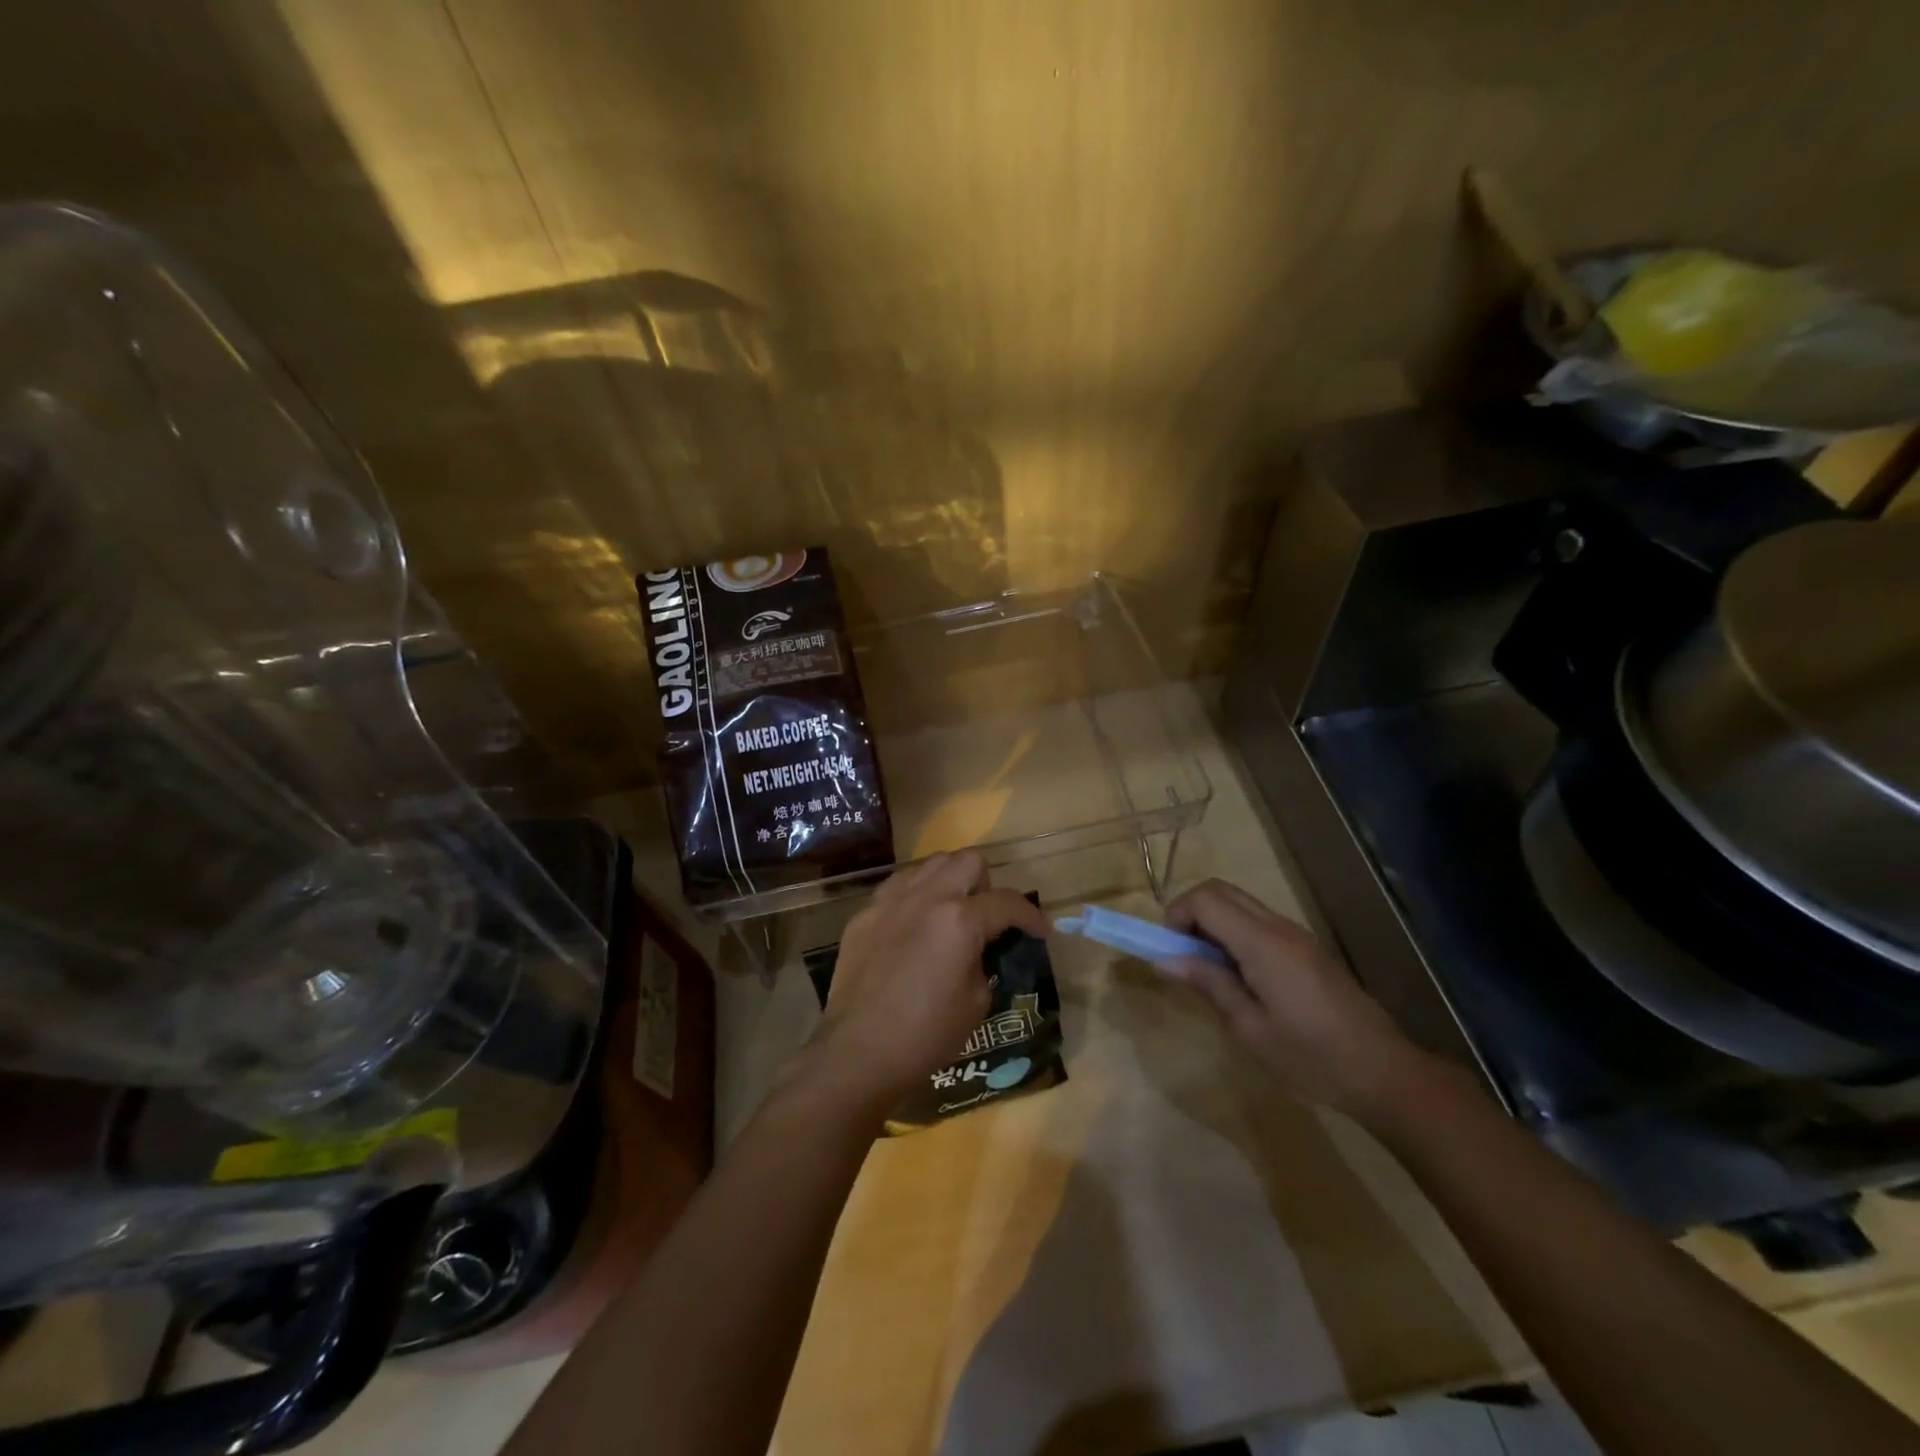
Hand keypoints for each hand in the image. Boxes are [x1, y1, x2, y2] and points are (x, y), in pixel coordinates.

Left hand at [814, 851, 1051, 1108]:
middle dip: (988, 884)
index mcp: (959, 920)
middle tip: (988, 917)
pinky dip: (917, 895)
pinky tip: (915, 926)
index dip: (1031, 916)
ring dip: (950, 880)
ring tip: (951, 913)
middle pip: (968, 861)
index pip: (1007, 902)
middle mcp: (925, 897)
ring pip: (930, 863)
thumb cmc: (925, 1035)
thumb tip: (977, 949)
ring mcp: (889, 901)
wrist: (857, 1053)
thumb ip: (983, 961)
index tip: (1040, 931)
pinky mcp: (864, 914)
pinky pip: (899, 886)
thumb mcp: (976, 1002)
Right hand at [1165, 879, 1431, 1120]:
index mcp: (1262, 943)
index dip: (1177, 916)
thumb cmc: (1311, 1057)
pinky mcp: (1306, 948)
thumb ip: (1208, 984)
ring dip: (1213, 924)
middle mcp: (1279, 927)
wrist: (1385, 1073)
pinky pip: (1258, 922)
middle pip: (1221, 891)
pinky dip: (1235, 934)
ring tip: (1209, 971)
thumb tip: (1164, 959)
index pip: (1205, 899)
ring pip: (1240, 904)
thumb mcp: (1249, 1029)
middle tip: (1183, 957)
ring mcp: (1296, 935)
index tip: (1169, 952)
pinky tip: (1240, 978)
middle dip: (1191, 913)